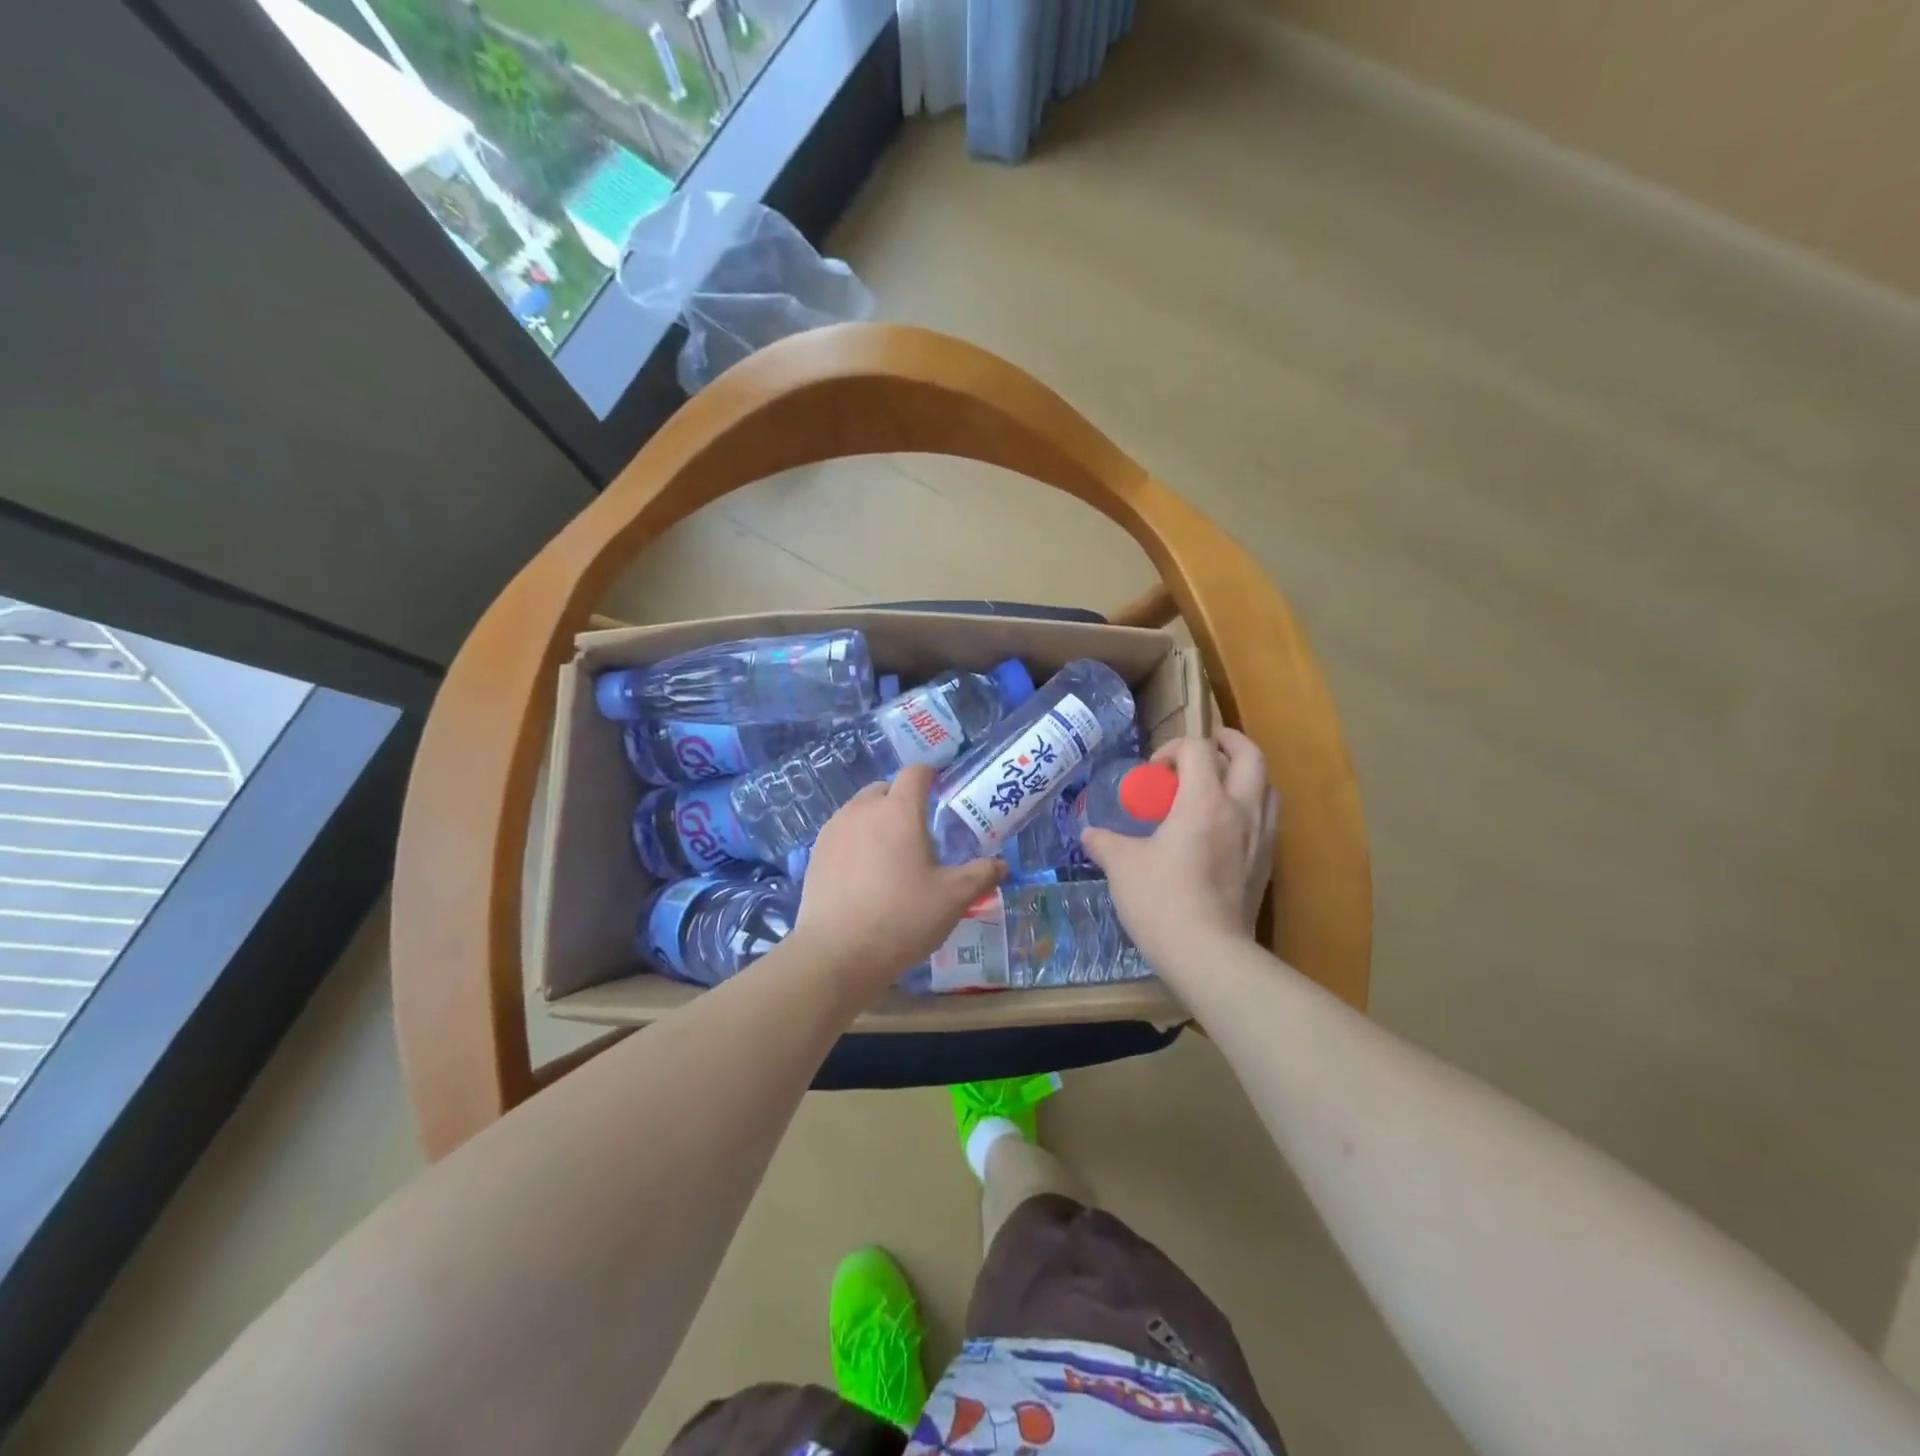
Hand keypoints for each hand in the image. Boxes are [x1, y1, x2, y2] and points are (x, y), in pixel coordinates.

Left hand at [791, 764, 1005, 1002]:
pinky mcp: (815, 854)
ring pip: (860, 811)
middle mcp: (863, 810)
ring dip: (877, 821)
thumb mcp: (953, 898)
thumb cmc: (902, 917)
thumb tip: (1001, 866)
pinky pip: (841, 834)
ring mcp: (834, 830)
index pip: (915, 773)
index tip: (940, 790)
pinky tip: (863, 874)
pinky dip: (855, 842)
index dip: (930, 776)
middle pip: (885, 789)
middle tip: (919, 832)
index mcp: (899, 810)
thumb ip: (980, 875)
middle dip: (902, 801)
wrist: (837, 953)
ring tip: (890, 855)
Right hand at [1080, 730, 1278, 978]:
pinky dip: (1252, 804)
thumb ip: (1105, 843)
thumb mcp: (1122, 866)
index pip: (1198, 749)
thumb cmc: (1162, 901)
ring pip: (1268, 785)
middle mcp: (1241, 810)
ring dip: (1247, 773)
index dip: (1173, 748)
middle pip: (1251, 755)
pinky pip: (1268, 817)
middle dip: (1227, 742)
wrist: (1208, 954)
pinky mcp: (1267, 864)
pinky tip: (1228, 824)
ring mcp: (1261, 837)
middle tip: (1207, 747)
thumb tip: (1090, 834)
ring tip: (1222, 781)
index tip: (1153, 772)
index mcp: (1204, 801)